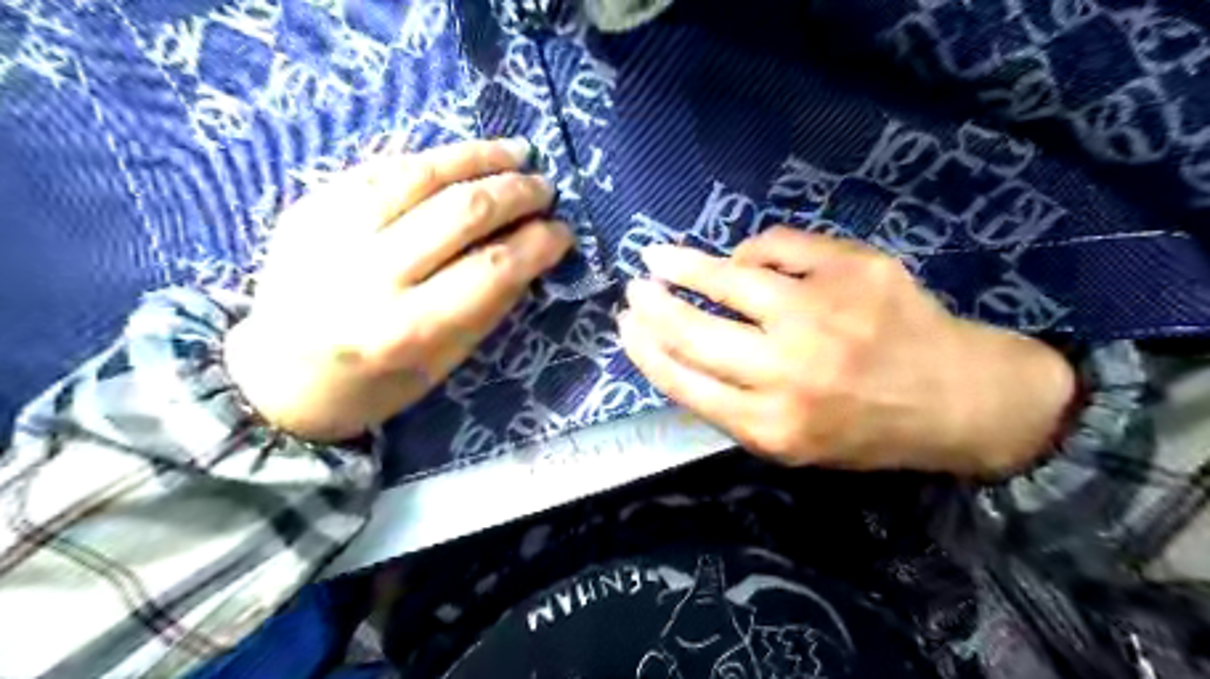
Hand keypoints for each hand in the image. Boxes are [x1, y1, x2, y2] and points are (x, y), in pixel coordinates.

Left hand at [222, 140, 572, 442]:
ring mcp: (329, 234)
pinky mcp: (307, 207)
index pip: (491, 268)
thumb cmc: (377, 384)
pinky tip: (462, 157)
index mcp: (406, 329)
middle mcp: (366, 276)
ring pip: (419, 175)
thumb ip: (489, 304)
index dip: (537, 243)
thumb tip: (532, 250)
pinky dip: (431, 158)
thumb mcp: (445, 362)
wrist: (279, 381)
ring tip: (515, 153)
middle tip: (544, 188)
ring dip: (477, 158)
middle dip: (515, 193)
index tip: (562, 231)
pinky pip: (380, 168)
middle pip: (460, 213)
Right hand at [618, 228, 1071, 476]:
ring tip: (660, 256)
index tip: (625, 328)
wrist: (960, 400)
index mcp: (771, 424)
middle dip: (653, 308)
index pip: (684, 380)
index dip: (646, 350)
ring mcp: (821, 313)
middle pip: (695, 331)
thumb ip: (733, 405)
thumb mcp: (791, 443)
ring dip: (685, 264)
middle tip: (633, 290)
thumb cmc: (867, 429)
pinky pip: (777, 247)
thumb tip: (683, 348)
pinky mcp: (851, 270)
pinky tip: (742, 259)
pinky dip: (751, 252)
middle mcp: (789, 371)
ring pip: (729, 279)